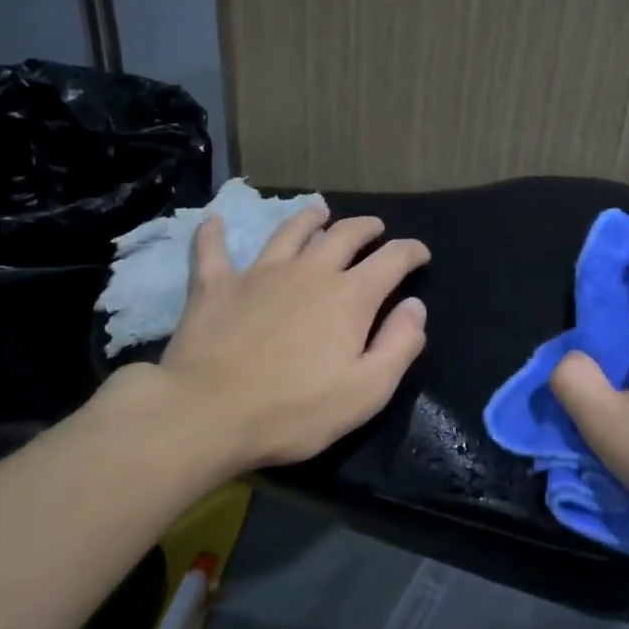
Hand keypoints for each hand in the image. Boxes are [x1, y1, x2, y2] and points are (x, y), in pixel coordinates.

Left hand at [106, 204, 429, 475]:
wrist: (207, 415)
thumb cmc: (295, 410)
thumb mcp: (367, 391)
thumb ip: (399, 345)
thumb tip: (415, 306)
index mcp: (350, 297)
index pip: (392, 260)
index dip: (410, 252)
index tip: (420, 254)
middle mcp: (310, 272)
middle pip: (344, 235)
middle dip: (366, 228)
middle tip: (375, 229)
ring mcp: (260, 274)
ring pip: (290, 232)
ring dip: (309, 218)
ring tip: (319, 213)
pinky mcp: (216, 286)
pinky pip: (212, 250)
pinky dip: (213, 234)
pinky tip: (213, 221)